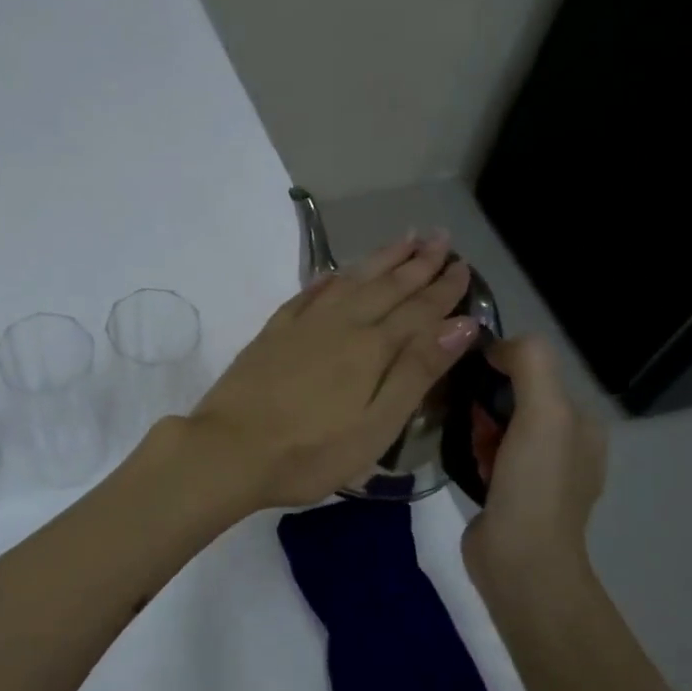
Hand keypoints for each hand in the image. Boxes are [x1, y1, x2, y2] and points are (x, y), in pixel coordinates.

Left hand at [184, 232, 478, 510]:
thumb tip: (461, 323)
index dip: (443, 289)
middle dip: (417, 262)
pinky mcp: (272, 333)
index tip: (463, 266)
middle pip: (386, 286)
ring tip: (403, 239)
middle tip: (441, 237)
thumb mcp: (377, 426)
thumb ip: (417, 372)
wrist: (228, 451)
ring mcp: (302, 325)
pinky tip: (337, 272)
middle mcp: (340, 324)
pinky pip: (308, 293)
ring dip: (379, 259)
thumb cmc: (310, 453)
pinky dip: (329, 278)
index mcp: (371, 348)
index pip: (418, 310)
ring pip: (350, 281)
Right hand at [461, 336, 606, 596]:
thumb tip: (495, 346)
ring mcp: (537, 474)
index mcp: (582, 424)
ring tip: (459, 435)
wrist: (520, 561)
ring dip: (476, 425)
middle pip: (515, 400)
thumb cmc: (535, 484)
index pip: (538, 373)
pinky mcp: (510, 495)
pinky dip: (473, 450)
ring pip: (498, 427)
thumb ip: (529, 363)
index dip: (502, 368)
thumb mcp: (544, 412)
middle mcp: (566, 446)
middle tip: (462, 412)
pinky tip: (462, 458)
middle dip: (485, 400)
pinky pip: (487, 455)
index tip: (471, 377)